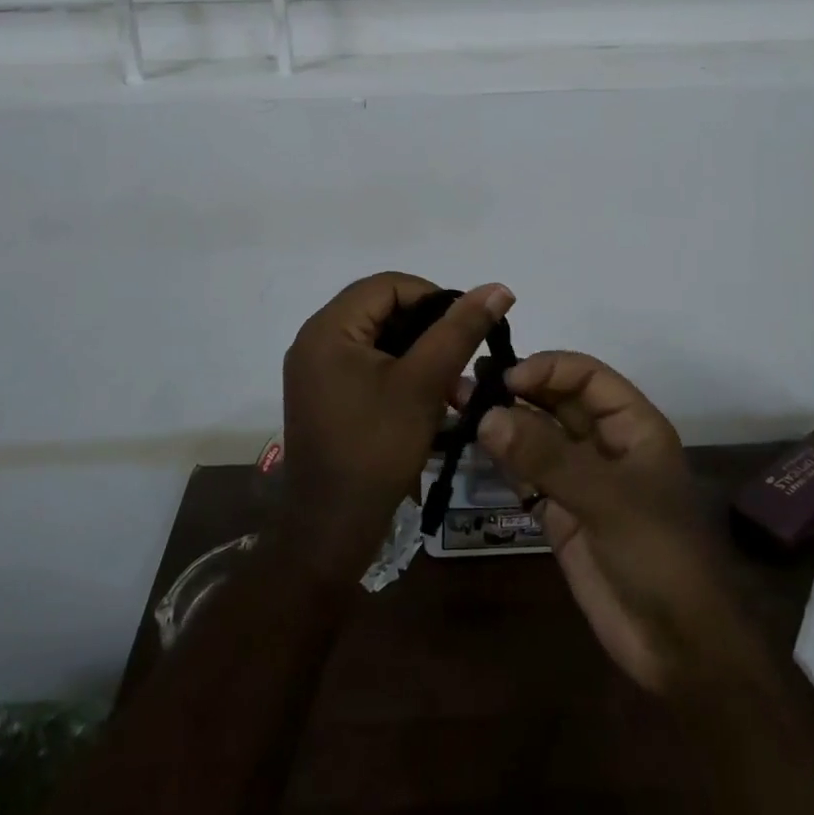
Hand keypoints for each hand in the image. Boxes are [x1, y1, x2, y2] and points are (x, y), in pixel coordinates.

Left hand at [280, 274, 513, 581]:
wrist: (330, 529)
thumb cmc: (376, 449)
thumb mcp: (424, 384)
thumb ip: (460, 330)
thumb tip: (498, 287)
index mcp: (328, 328)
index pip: (388, 285)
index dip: (434, 297)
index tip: (466, 328)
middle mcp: (315, 340)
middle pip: (382, 309)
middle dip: (428, 329)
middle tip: (461, 359)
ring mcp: (317, 370)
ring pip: (379, 339)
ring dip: (419, 354)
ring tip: (452, 385)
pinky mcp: (325, 395)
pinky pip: (368, 365)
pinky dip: (401, 373)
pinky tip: (430, 400)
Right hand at [476, 353, 758, 695]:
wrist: (678, 648)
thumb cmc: (659, 555)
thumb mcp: (607, 498)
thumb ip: (546, 457)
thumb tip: (487, 416)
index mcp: (633, 426)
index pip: (587, 376)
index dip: (548, 370)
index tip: (506, 379)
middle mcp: (605, 444)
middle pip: (557, 401)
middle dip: (516, 391)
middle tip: (464, 386)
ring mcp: (581, 479)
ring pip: (537, 436)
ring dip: (502, 422)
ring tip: (457, 407)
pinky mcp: (560, 515)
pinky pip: (526, 475)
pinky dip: (502, 461)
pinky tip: (472, 447)